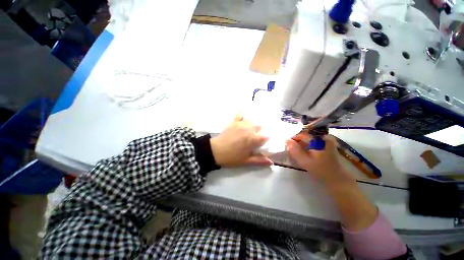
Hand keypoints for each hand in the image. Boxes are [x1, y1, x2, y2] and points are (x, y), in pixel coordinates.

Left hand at [210, 114, 272, 166]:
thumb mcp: (246, 161)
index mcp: (252, 139)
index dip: (267, 139)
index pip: (266, 136)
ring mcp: (241, 124)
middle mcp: (248, 129)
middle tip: (259, 136)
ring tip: (254, 128)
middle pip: (260, 126)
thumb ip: (259, 161)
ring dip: (255, 124)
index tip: (266, 142)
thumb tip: (271, 162)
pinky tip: (246, 110)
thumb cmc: (231, 157)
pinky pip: (240, 114)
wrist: (215, 151)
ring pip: (252, 120)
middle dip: (262, 131)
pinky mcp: (234, 122)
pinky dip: (243, 112)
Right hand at [285, 133, 354, 185]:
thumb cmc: (321, 170)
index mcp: (319, 139)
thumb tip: (286, 140)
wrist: (337, 178)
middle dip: (297, 141)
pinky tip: (304, 152)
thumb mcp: (305, 161)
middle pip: (306, 135)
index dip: (293, 139)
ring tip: (296, 151)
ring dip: (302, 144)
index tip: (287, 145)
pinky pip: (313, 141)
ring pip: (309, 138)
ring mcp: (326, 140)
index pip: (302, 134)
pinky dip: (307, 145)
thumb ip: (294, 150)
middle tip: (291, 149)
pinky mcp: (327, 144)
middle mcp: (323, 137)